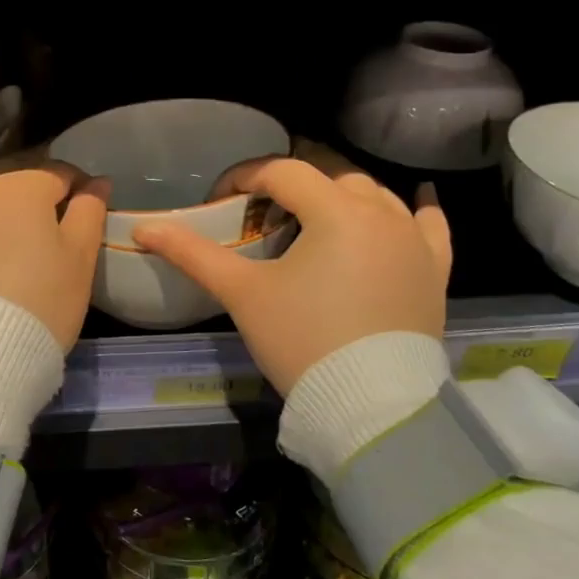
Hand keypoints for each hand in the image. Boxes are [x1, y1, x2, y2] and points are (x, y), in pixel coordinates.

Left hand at [0, 164, 108, 349]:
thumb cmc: (39, 303)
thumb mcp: (80, 259)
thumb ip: (89, 212)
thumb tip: (96, 182)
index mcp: (20, 185)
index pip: (57, 173)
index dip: (76, 188)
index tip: (83, 208)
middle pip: (8, 179)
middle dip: (27, 194)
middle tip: (41, 229)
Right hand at [133, 158, 451, 394]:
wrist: (370, 406)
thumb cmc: (301, 340)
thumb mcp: (242, 293)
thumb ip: (192, 253)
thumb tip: (144, 227)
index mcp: (335, 211)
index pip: (282, 172)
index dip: (244, 178)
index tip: (220, 199)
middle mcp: (382, 213)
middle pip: (329, 176)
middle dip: (291, 187)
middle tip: (261, 216)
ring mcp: (415, 241)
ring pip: (375, 195)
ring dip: (340, 197)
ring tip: (314, 221)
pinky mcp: (435, 270)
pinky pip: (430, 226)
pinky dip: (415, 213)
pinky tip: (412, 206)